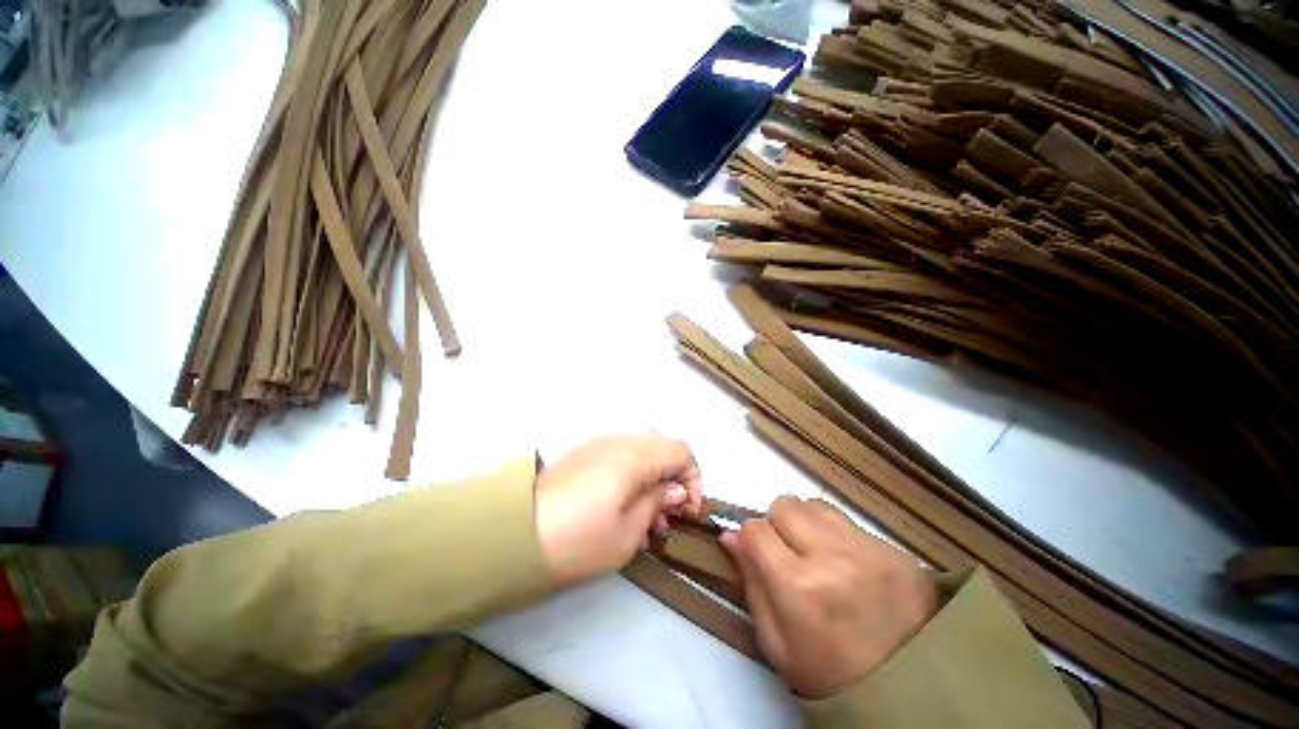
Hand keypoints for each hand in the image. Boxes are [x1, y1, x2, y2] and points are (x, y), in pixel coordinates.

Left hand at [535, 434, 703, 588]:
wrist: (515, 535)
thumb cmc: (577, 540)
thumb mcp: (627, 533)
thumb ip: (657, 503)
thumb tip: (676, 489)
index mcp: (634, 456)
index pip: (681, 451)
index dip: (693, 478)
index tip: (688, 510)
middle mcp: (619, 441)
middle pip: (663, 447)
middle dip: (674, 478)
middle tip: (668, 515)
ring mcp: (599, 443)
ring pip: (643, 450)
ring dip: (654, 476)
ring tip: (648, 516)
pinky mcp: (584, 453)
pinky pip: (622, 455)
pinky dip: (634, 474)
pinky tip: (625, 504)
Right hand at [720, 496, 938, 699]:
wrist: (910, 694)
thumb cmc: (829, 675)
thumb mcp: (776, 643)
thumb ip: (750, 582)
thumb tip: (731, 535)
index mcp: (799, 586)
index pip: (755, 528)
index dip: (750, 539)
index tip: (758, 554)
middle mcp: (833, 556)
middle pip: (785, 505)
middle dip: (778, 525)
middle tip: (789, 553)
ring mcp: (870, 549)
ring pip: (815, 505)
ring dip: (807, 523)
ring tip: (818, 553)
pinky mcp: (897, 550)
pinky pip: (849, 521)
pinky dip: (837, 534)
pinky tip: (848, 564)